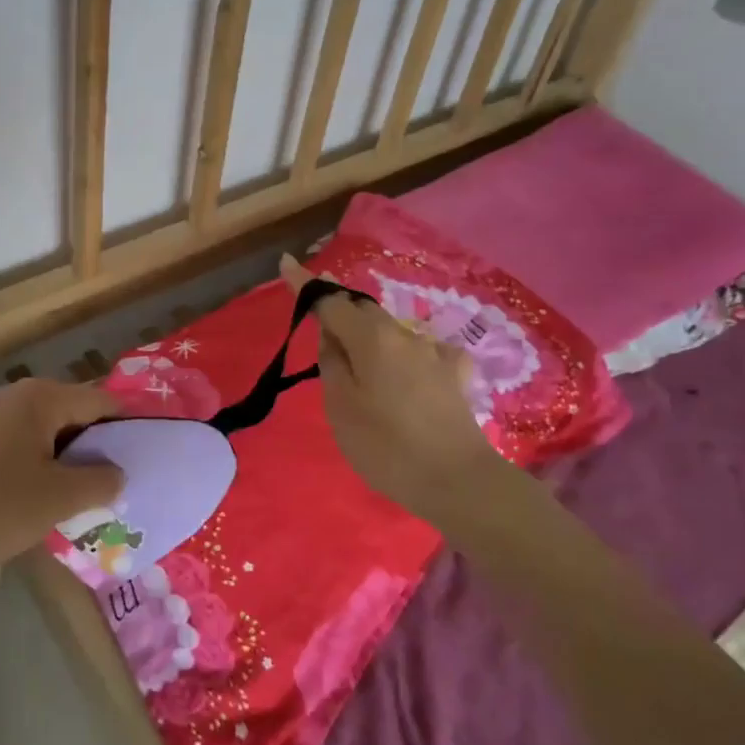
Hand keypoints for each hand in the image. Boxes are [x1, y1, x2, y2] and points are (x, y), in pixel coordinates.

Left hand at [0, 379, 124, 570]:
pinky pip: (21, 442)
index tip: (142, 457)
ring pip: (47, 430)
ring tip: (82, 493)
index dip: (125, 427)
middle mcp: (16, 395)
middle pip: (73, 412)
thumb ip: (100, 481)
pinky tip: (41, 495)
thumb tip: (118, 474)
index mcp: (41, 398)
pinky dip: (39, 462)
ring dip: (67, 457)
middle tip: (113, 482)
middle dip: (95, 446)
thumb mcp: (59, 498)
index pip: (100, 401)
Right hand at [281, 254, 513, 522]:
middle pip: (363, 311)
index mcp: (371, 339)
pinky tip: (410, 375)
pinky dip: (406, 356)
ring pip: (391, 331)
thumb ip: (332, 363)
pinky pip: (422, 352)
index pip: (330, 302)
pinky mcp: (455, 374)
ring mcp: (434, 353)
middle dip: (339, 310)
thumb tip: (331, 335)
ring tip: (361, 366)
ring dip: (371, 336)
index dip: (306, 284)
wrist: (458, 481)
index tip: (286, 263)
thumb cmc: (386, 446)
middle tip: (319, 325)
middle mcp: (403, 335)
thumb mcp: (340, 407)